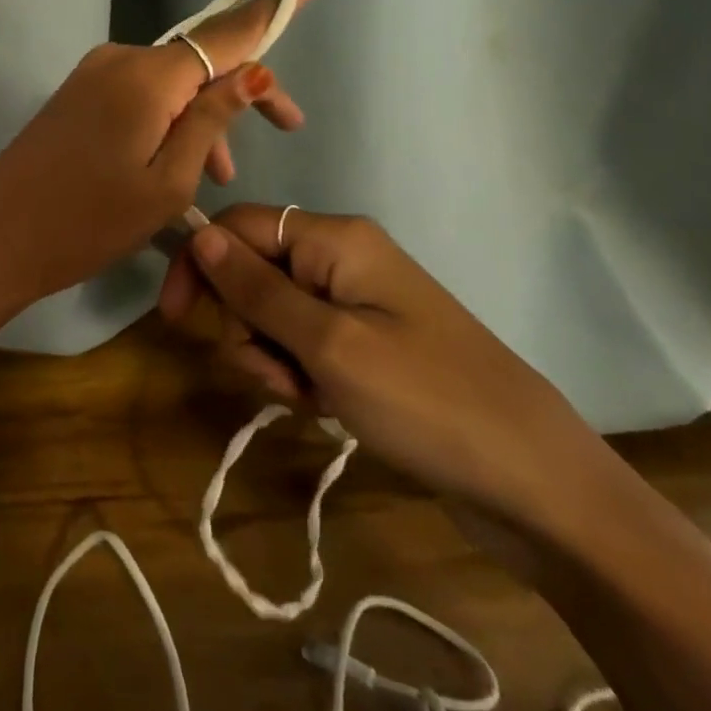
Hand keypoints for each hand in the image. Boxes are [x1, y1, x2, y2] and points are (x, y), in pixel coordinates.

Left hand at [0, 0, 316, 345]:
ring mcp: (92, 75)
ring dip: (201, 116)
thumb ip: (211, 121)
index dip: (270, 12)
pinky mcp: (76, 95)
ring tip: (218, 174)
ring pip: (169, 83)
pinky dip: (167, 119)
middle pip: (199, 59)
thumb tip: (252, 73)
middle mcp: (119, 60)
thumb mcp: (167, 182)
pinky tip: (177, 162)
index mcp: (147, 77)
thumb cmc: (88, 222)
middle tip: (286, 129)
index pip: (224, 33)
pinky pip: (139, 94)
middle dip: (242, 89)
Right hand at [158, 204, 622, 548]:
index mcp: (336, 239)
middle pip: (253, 272)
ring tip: (308, 398)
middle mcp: (342, 258)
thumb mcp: (329, 345)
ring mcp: (357, 304)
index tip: (173, 320)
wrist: (537, 484)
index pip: (238, 226)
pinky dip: (298, 374)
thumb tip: (198, 233)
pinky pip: (304, 344)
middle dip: (244, 325)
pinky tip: (323, 407)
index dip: (199, 263)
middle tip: (276, 375)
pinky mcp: (366, 344)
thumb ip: (256, 289)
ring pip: (272, 314)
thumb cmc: (426, 402)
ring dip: (270, 357)